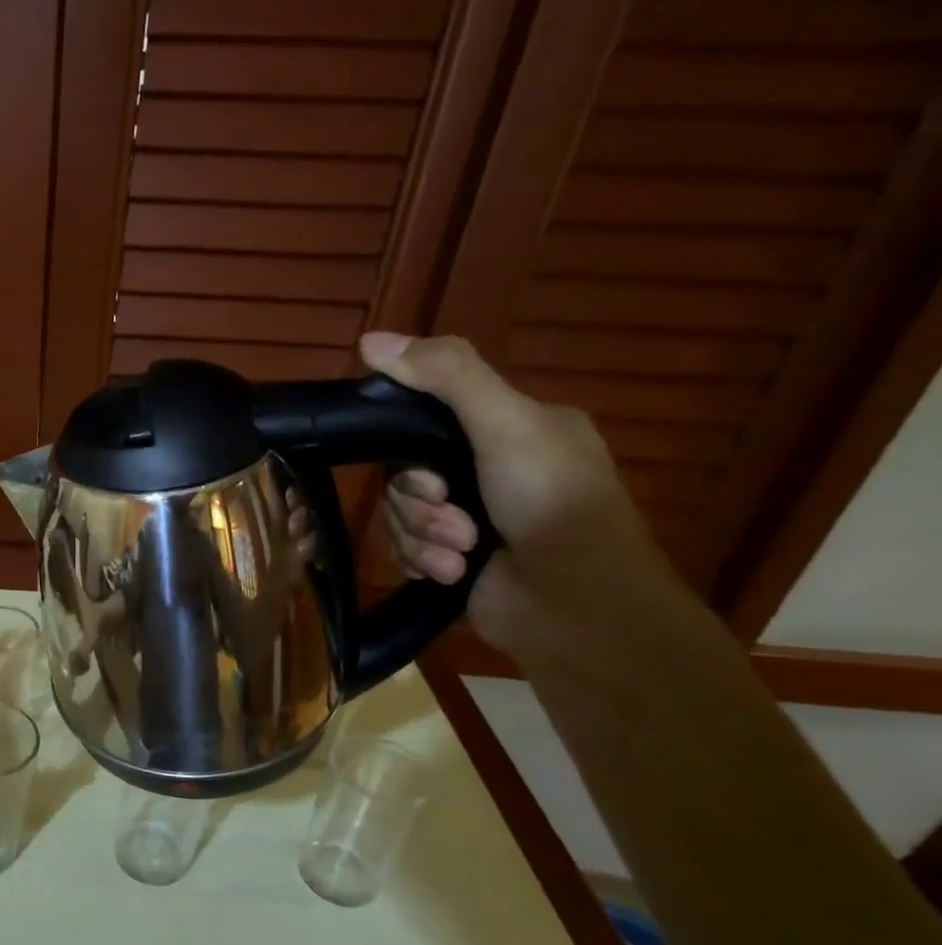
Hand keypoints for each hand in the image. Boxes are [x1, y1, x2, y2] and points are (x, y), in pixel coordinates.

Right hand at [356, 332, 661, 649]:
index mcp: (512, 428)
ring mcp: (469, 519)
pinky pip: (404, 549)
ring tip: (460, 553)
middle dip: (419, 501)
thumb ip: (445, 376)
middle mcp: (488, 470)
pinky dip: (423, 561)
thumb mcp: (507, 423)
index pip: (426, 418)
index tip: (420, 461)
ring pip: (400, 515)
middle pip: (404, 473)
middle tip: (451, 516)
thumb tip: (369, 340)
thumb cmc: (551, 503)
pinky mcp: (452, 560)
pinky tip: (451, 573)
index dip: (407, 442)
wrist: (575, 605)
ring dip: (422, 535)